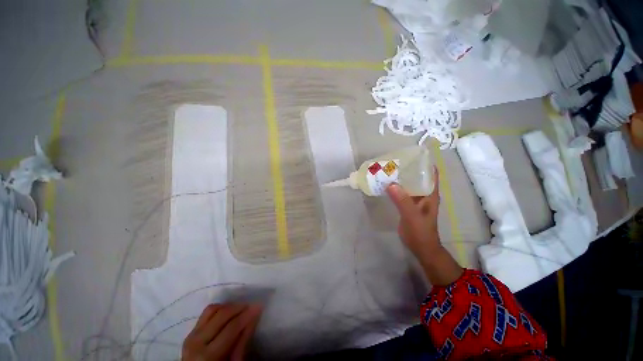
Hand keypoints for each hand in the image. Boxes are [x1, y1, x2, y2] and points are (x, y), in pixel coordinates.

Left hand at [182, 304, 261, 360]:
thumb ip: (242, 341)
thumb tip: (253, 317)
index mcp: (208, 355)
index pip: (231, 328)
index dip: (247, 315)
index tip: (259, 306)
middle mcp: (197, 342)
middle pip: (222, 315)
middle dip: (239, 307)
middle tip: (251, 305)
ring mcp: (191, 335)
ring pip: (213, 309)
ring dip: (229, 306)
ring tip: (240, 309)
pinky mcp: (190, 331)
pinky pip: (206, 313)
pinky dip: (220, 309)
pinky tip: (228, 313)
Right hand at [386, 168, 462, 285]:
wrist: (420, 247)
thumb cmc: (421, 232)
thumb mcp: (412, 216)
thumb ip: (402, 201)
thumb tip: (390, 184)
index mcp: (430, 193)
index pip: (430, 172)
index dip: (424, 161)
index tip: (411, 153)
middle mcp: (424, 193)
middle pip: (417, 175)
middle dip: (407, 167)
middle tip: (393, 160)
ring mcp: (415, 198)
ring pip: (408, 183)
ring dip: (399, 177)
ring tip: (387, 169)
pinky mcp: (407, 204)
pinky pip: (401, 191)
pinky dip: (394, 187)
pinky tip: (385, 184)